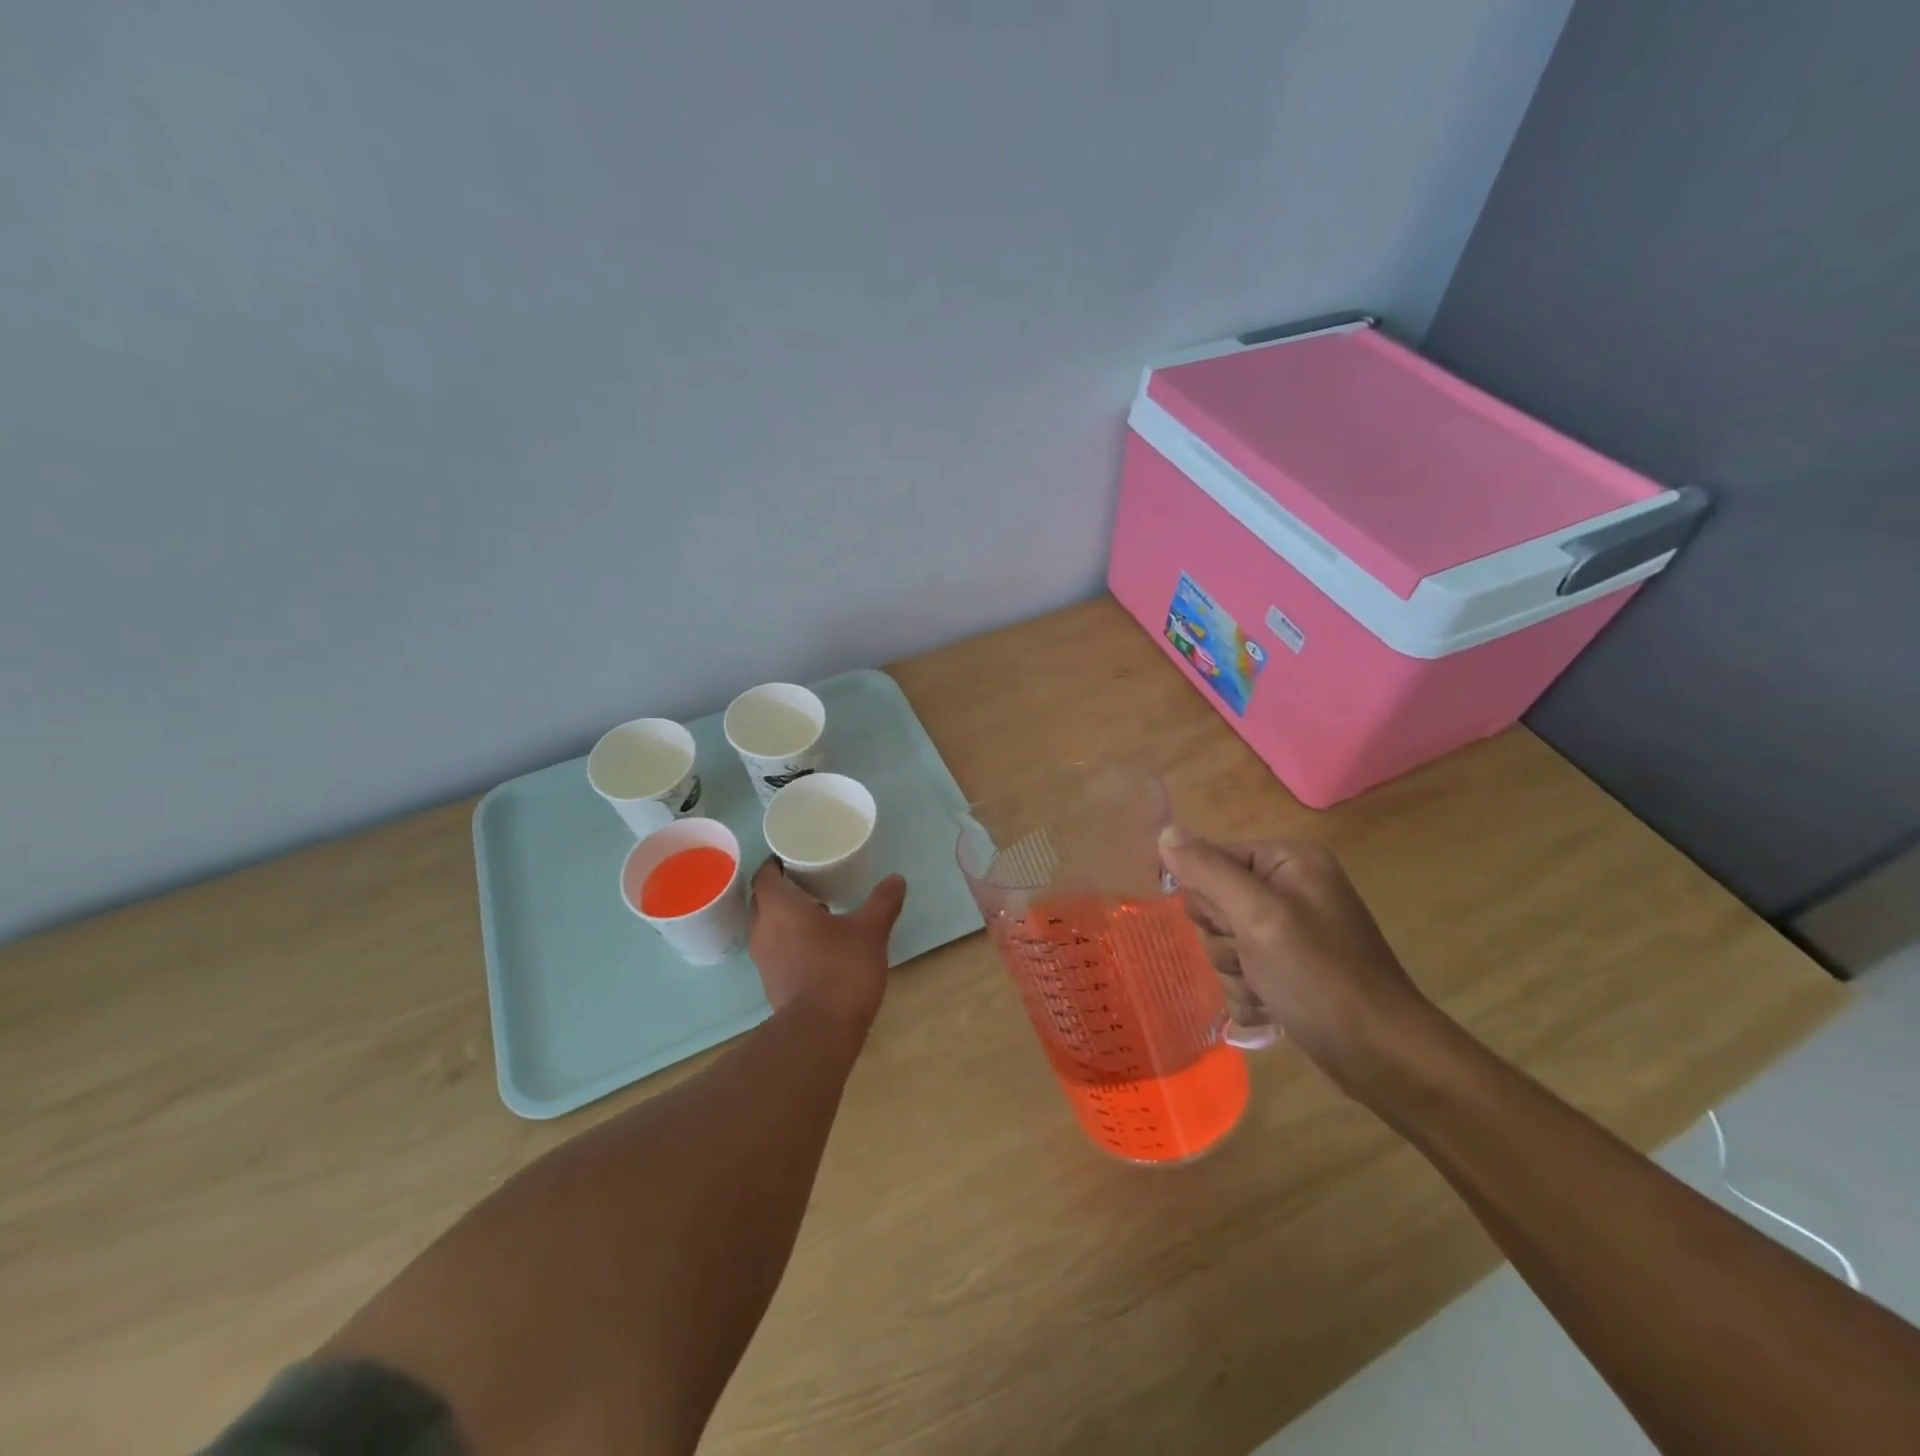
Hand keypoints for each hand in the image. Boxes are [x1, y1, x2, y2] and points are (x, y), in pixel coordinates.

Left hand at [747, 858, 906, 1035]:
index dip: (777, 862)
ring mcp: (764, 959)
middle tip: (811, 880)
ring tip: (818, 910)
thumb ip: (882, 902)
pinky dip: (790, 940)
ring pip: (768, 926)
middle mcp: (762, 929)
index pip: (765, 874)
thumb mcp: (870, 930)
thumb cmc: (840, 969)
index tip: (797, 858)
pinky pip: (775, 949)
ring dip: (785, 916)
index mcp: (778, 907)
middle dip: (782, 888)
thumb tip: (896, 879)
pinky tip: (818, 944)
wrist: (820, 1031)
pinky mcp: (772, 983)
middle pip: (762, 899)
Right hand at [1158, 827, 1431, 1093]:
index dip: (1210, 897)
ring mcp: (1291, 932)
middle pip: (1214, 903)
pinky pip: (1241, 971)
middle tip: (1253, 960)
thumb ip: (1208, 871)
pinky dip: (1248, 993)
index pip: (1212, 859)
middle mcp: (1290, 889)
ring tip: (1267, 990)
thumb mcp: (1258, 917)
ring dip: (1235, 973)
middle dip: (1224, 941)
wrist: (1382, 1057)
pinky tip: (1270, 1008)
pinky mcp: (1290, 969)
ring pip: (1223, 942)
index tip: (1233, 926)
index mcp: (1289, 862)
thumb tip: (1165, 832)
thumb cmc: (1320, 977)